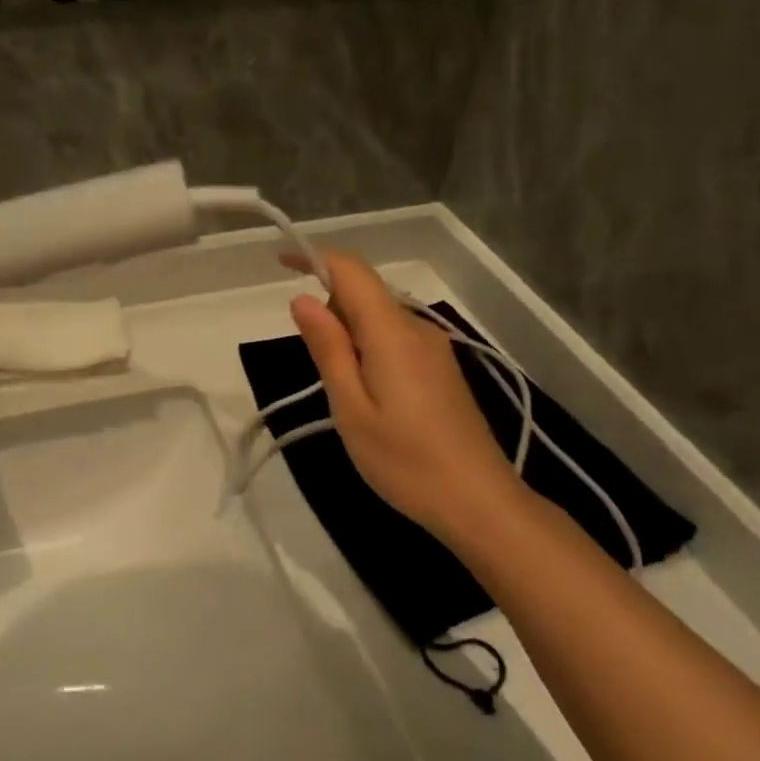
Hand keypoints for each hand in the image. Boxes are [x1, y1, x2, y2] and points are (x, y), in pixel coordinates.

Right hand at [287, 250, 524, 542]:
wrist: (480, 503)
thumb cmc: (405, 460)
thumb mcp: (350, 408)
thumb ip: (328, 349)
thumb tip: (303, 299)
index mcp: (391, 332)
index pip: (352, 271)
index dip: (315, 257)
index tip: (279, 262)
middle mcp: (417, 329)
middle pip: (365, 292)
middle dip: (329, 307)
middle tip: (314, 364)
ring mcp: (434, 349)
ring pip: (380, 318)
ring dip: (348, 332)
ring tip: (341, 390)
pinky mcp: (441, 370)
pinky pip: (395, 338)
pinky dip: (368, 348)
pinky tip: (367, 394)